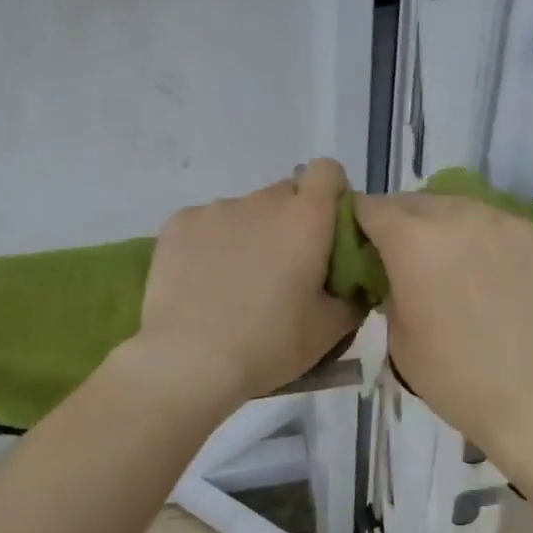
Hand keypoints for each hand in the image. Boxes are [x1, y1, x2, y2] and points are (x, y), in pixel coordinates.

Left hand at [133, 160, 363, 405]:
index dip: (330, 194)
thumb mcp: (328, 331)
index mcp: (306, 219)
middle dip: (290, 221)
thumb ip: (352, 297)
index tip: (326, 230)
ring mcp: (216, 209)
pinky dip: (211, 244)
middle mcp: (262, 201)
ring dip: (250, 234)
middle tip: (283, 269)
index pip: (327, 171)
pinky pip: (207, 224)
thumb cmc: (269, 344)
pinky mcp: (178, 223)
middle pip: (285, 194)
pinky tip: (203, 282)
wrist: (188, 361)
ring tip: (237, 282)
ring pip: (245, 211)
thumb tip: (354, 284)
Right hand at [354, 191, 532, 460]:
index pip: (372, 207)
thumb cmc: (456, 377)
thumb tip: (400, 274)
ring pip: (466, 209)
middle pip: (419, 202)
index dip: (362, 222)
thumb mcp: (399, 337)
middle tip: (409, 258)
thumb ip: (392, 289)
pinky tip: (501, 280)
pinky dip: (493, 244)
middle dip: (406, 222)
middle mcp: (460, 215)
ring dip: (451, 229)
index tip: (364, 242)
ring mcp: (509, 223)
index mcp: (413, 239)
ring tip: (458, 266)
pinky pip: (505, 229)